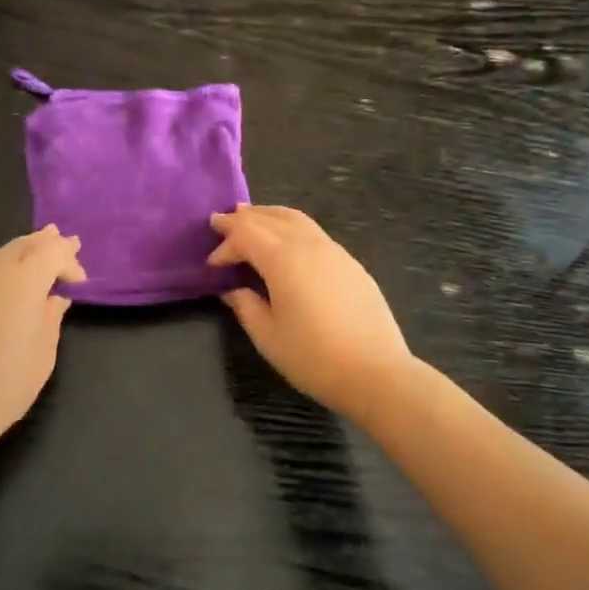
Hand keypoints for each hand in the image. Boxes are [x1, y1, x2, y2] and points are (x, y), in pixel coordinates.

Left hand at [0, 226, 85, 451]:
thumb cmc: (4, 385)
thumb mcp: (42, 355)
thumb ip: (51, 318)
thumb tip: (55, 299)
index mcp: (23, 282)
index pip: (52, 253)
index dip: (68, 260)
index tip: (80, 280)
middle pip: (23, 245)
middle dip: (46, 242)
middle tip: (63, 239)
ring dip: (21, 250)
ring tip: (36, 249)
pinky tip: (4, 282)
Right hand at [208, 205, 413, 420]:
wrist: (376, 373)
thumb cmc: (313, 357)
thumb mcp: (267, 336)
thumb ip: (245, 306)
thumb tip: (234, 290)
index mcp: (283, 258)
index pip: (245, 234)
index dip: (225, 245)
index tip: (212, 264)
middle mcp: (308, 244)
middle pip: (269, 217)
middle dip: (242, 218)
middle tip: (221, 221)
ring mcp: (334, 251)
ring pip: (295, 218)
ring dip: (269, 216)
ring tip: (251, 218)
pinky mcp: (351, 263)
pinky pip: (314, 232)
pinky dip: (291, 227)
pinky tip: (288, 242)